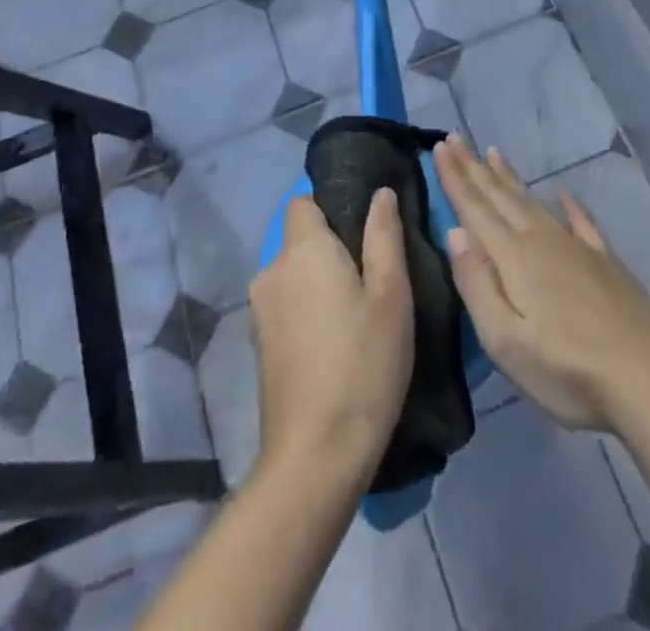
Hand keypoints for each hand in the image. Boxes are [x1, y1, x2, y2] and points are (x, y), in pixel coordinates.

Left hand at [250, 189, 413, 485]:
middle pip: (299, 238)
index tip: (363, 230)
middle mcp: (272, 270)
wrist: (315, 456)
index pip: (303, 201)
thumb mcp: (391, 295)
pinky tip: (334, 341)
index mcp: (303, 250)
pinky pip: (285, 304)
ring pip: (293, 273)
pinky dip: (306, 309)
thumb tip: (380, 193)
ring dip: (319, 281)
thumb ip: (384, 235)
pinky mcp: (258, 343)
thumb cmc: (363, 365)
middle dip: (331, 247)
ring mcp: (260, 310)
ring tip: (357, 311)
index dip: (331, 206)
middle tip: (372, 276)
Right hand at [435, 135, 649, 431]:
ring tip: (492, 153)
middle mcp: (542, 239)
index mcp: (514, 256)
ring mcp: (576, 247)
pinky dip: (568, 204)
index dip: (455, 177)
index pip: (475, 208)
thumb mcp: (505, 341)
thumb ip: (477, 283)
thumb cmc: (568, 369)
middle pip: (500, 196)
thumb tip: (453, 232)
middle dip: (474, 167)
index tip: (438, 146)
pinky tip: (563, 192)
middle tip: (454, 139)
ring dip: (509, 177)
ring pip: (533, 201)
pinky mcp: (605, 261)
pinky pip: (580, 220)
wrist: (649, 377)